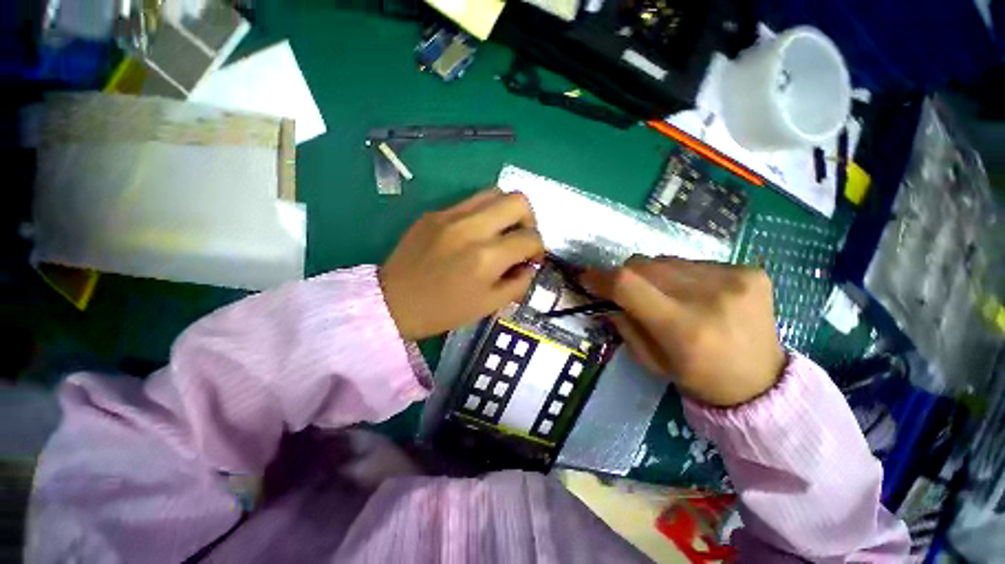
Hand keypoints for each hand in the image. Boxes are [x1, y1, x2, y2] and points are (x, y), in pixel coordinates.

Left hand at [380, 190, 544, 339]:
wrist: (394, 302)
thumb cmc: (444, 310)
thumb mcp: (489, 305)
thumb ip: (518, 283)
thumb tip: (529, 265)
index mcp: (486, 257)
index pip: (529, 238)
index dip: (539, 249)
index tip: (532, 260)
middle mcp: (471, 228)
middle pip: (518, 201)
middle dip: (529, 220)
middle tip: (520, 239)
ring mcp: (450, 215)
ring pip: (495, 192)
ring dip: (507, 211)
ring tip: (501, 232)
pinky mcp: (435, 213)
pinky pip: (470, 202)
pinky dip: (483, 214)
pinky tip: (475, 234)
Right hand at [582, 256, 784, 407]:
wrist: (762, 383)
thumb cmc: (697, 378)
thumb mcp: (650, 361)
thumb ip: (624, 324)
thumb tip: (605, 298)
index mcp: (682, 328)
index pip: (628, 285)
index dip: (601, 277)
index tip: (587, 277)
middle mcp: (710, 297)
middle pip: (645, 265)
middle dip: (626, 275)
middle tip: (626, 291)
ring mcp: (734, 279)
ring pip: (667, 259)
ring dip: (654, 274)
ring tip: (665, 295)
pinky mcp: (750, 270)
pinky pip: (694, 262)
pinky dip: (682, 274)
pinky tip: (696, 294)